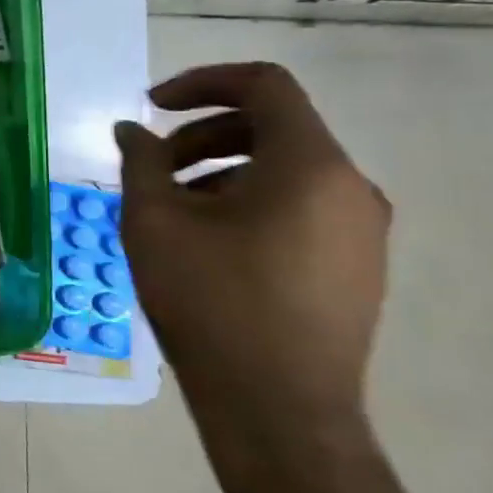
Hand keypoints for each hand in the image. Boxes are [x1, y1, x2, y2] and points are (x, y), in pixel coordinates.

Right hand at [114, 62, 390, 456]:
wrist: (278, 409)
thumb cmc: (211, 301)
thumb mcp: (154, 221)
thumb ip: (141, 161)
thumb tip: (131, 131)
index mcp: (310, 165)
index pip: (264, 86)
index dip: (203, 83)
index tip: (152, 106)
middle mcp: (350, 187)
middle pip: (274, 128)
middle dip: (203, 135)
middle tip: (153, 167)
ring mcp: (361, 232)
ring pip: (285, 172)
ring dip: (221, 172)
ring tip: (172, 212)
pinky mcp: (356, 268)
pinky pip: (300, 209)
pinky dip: (249, 204)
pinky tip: (207, 245)